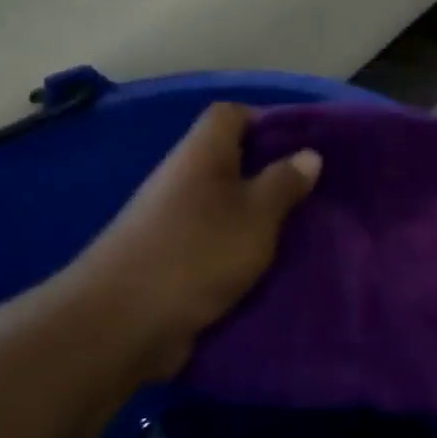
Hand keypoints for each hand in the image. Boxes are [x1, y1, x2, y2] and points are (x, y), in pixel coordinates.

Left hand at [55, 103, 319, 382]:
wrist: (124, 322)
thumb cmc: (198, 252)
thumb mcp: (256, 215)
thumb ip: (284, 184)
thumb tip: (309, 154)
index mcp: (201, 154)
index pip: (230, 115)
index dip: (266, 120)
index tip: (304, 147)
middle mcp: (182, 179)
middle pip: (229, 161)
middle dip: (269, 175)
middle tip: (312, 195)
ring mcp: (171, 221)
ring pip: (223, 204)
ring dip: (256, 216)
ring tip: (298, 232)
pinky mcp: (169, 259)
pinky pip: (213, 241)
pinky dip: (238, 249)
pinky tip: (267, 266)